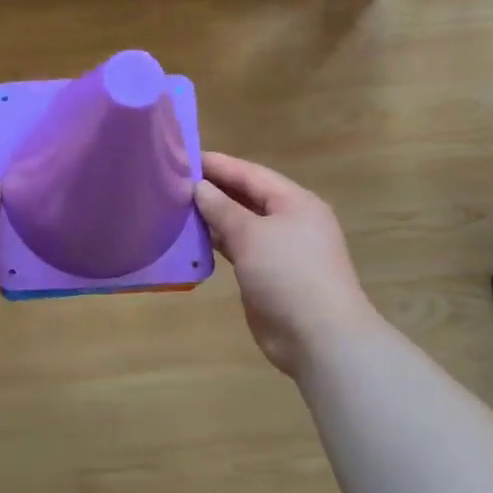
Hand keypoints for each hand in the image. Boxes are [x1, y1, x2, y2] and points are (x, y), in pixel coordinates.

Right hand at [195, 152, 374, 376]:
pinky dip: (217, 244)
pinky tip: (191, 241)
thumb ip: (223, 208)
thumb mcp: (251, 235)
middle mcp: (289, 221)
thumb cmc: (288, 274)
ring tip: (175, 207)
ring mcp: (280, 251)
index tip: (183, 156)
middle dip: (213, 190)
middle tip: (173, 181)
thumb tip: (199, 187)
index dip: (218, 165)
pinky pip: (239, 250)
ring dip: (212, 218)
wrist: (319, 336)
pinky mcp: (268, 276)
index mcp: (294, 202)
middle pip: (247, 197)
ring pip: (241, 225)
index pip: (251, 174)